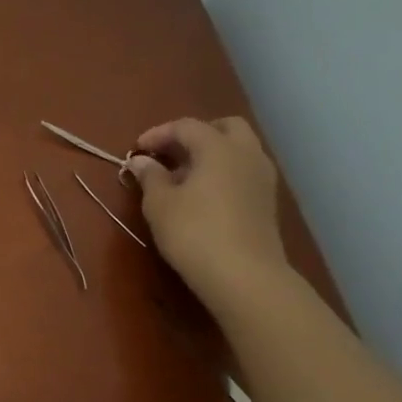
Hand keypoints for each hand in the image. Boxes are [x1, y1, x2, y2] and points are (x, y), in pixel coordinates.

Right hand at [126, 117, 289, 309]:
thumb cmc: (193, 232)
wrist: (243, 275)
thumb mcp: (159, 204)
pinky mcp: (266, 200)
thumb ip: (150, 176)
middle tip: (168, 153)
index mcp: (218, 148)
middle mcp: (246, 154)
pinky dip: (223, 171)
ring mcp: (262, 177)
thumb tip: (141, 161)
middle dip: (195, 134)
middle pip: (224, 127)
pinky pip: (243, 170)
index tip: (136, 151)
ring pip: (238, 149)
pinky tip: (202, 194)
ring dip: (211, 153)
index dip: (158, 133)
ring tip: (182, 176)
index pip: (187, 126)